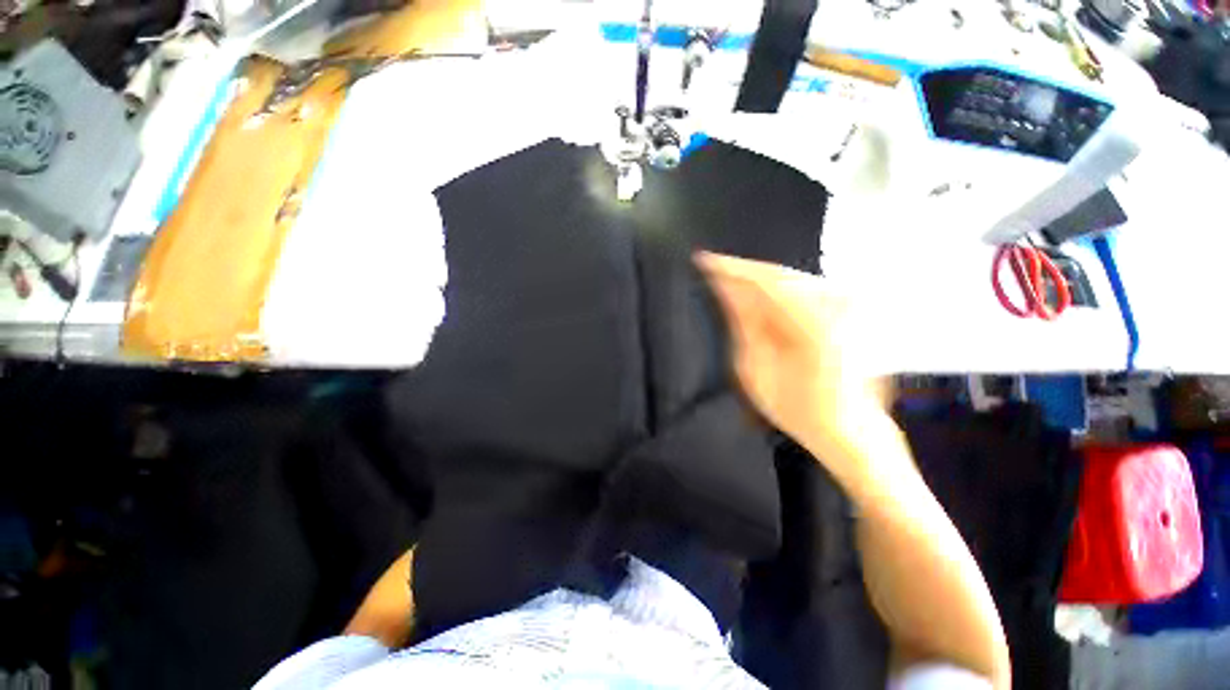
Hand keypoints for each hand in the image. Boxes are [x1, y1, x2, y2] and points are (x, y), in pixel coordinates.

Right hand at [696, 252, 888, 470]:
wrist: (850, 431)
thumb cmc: (798, 411)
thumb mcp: (756, 372)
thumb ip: (744, 325)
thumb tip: (727, 290)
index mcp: (814, 323)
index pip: (765, 280)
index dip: (731, 268)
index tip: (703, 260)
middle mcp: (837, 305)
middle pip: (779, 274)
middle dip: (743, 273)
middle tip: (712, 271)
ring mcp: (849, 305)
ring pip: (791, 279)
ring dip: (759, 281)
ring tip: (730, 284)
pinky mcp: (851, 310)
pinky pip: (805, 289)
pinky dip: (778, 290)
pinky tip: (759, 297)